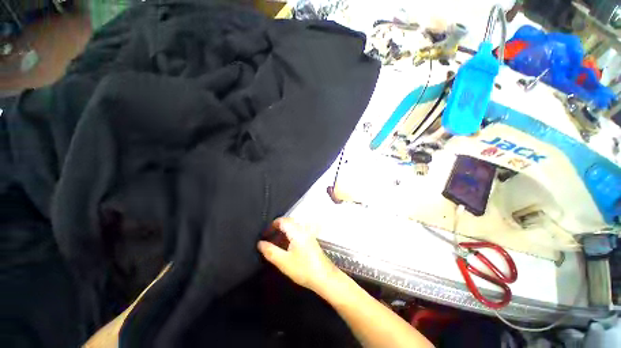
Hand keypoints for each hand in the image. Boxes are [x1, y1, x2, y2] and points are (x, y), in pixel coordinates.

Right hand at [258, 218, 342, 294]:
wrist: (324, 277)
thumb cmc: (303, 269)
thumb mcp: (284, 262)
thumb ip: (271, 251)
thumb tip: (260, 243)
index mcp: (297, 231)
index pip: (282, 221)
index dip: (272, 225)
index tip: (264, 233)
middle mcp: (303, 229)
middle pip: (288, 222)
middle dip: (277, 227)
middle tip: (268, 237)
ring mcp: (308, 234)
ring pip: (293, 227)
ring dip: (283, 231)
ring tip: (275, 241)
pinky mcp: (310, 240)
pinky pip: (297, 232)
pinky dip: (289, 235)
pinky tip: (286, 245)